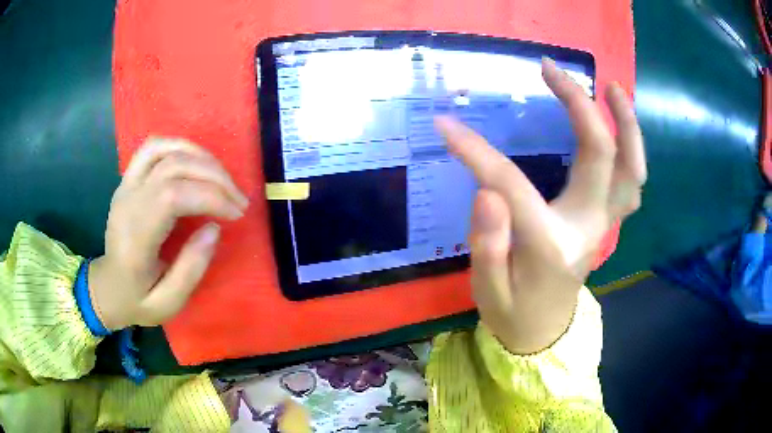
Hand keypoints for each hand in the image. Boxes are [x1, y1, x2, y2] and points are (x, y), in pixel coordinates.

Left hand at [89, 138, 248, 329]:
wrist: (107, 287)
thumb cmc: (137, 299)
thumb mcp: (167, 303)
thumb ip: (191, 270)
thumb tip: (214, 228)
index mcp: (135, 236)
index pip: (173, 195)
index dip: (211, 197)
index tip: (237, 214)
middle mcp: (128, 201)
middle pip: (174, 166)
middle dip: (214, 176)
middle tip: (239, 199)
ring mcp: (125, 185)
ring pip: (164, 148)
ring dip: (200, 157)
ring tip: (222, 178)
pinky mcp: (128, 179)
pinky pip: (154, 147)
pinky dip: (181, 147)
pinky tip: (197, 162)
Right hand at [435, 58, 645, 353]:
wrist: (542, 332)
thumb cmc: (512, 312)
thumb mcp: (487, 289)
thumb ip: (487, 244)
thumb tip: (488, 191)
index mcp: (551, 246)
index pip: (513, 185)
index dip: (477, 152)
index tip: (445, 125)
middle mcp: (589, 228)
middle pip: (601, 155)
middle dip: (578, 104)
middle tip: (551, 69)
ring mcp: (604, 224)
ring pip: (632, 168)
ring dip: (626, 124)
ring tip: (611, 87)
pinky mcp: (606, 222)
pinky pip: (631, 181)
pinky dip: (631, 148)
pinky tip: (618, 125)